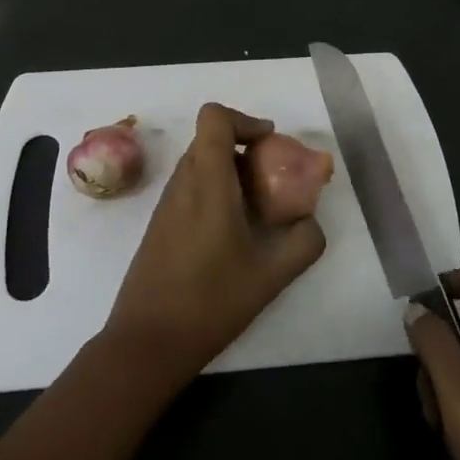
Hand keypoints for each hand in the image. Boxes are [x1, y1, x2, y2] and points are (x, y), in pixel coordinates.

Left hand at [103, 103, 325, 388]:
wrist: (148, 342)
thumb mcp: (271, 275)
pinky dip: (216, 192)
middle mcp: (183, 183)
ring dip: (231, 172)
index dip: (245, 119)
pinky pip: (191, 187)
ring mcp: (167, 203)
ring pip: (200, 164)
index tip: (271, 143)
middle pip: (211, 139)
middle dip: (246, 148)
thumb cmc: (210, 302)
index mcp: (208, 182)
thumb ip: (303, 242)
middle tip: (274, 179)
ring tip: (258, 209)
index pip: (214, 117)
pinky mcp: (160, 224)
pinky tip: (234, 233)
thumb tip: (311, 222)